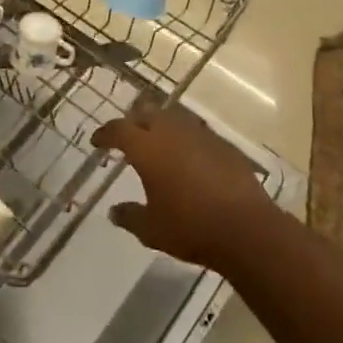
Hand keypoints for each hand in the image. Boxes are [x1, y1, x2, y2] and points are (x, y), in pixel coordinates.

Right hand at [93, 106, 269, 270]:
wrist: (245, 227)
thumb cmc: (190, 227)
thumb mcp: (151, 229)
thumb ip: (129, 216)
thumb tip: (114, 211)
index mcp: (147, 148)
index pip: (119, 130)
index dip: (105, 133)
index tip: (97, 141)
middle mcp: (172, 132)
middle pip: (147, 113)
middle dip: (133, 121)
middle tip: (127, 137)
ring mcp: (200, 134)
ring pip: (174, 118)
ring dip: (161, 125)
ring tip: (157, 142)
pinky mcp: (223, 144)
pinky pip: (196, 131)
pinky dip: (185, 138)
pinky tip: (188, 155)